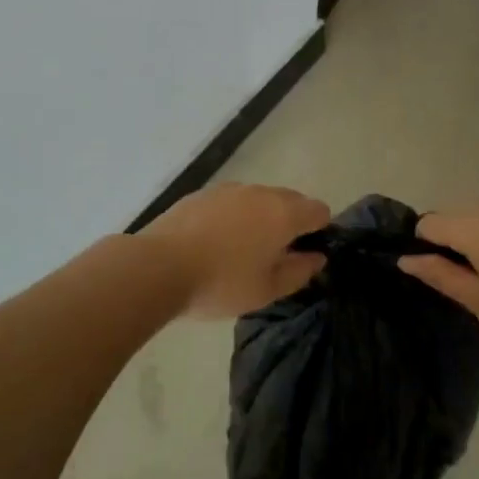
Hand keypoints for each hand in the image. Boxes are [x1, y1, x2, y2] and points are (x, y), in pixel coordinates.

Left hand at [139, 183, 330, 318]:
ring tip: (242, 251)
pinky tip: (216, 242)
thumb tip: (316, 257)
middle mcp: (261, 192)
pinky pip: (232, 201)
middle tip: (274, 257)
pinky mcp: (203, 193)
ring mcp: (229, 189)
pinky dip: (233, 216)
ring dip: (260, 218)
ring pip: (259, 199)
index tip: (304, 255)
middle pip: (290, 200)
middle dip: (290, 223)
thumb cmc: (221, 283)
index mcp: (284, 213)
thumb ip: (299, 271)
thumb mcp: (267, 290)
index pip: (319, 210)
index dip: (319, 231)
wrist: (159, 266)